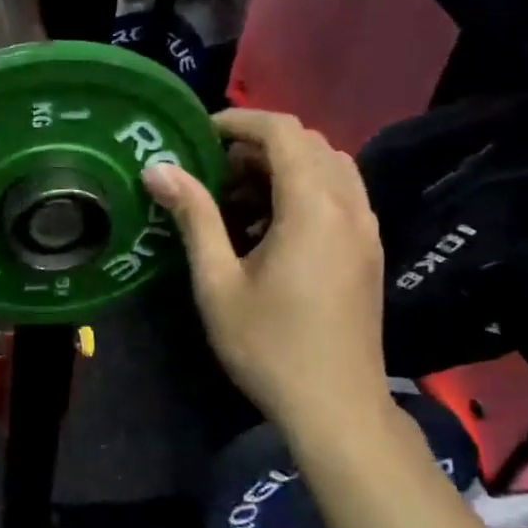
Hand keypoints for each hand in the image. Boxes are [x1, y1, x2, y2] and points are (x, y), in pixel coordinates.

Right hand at [143, 109, 388, 435]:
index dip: (240, 121)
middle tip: (213, 170)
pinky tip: (270, 227)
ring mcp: (366, 229)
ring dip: (284, 166)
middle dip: (259, 144)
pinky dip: (305, 190)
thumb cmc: (268, 345)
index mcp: (313, 208)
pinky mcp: (369, 251)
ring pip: (330, 168)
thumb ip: (193, 217)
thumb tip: (158, 169)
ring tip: (238, 197)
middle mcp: (349, 207)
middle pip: (310, 144)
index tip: (200, 135)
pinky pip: (340, 195)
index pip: (284, 132)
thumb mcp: (217, 281)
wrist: (335, 406)